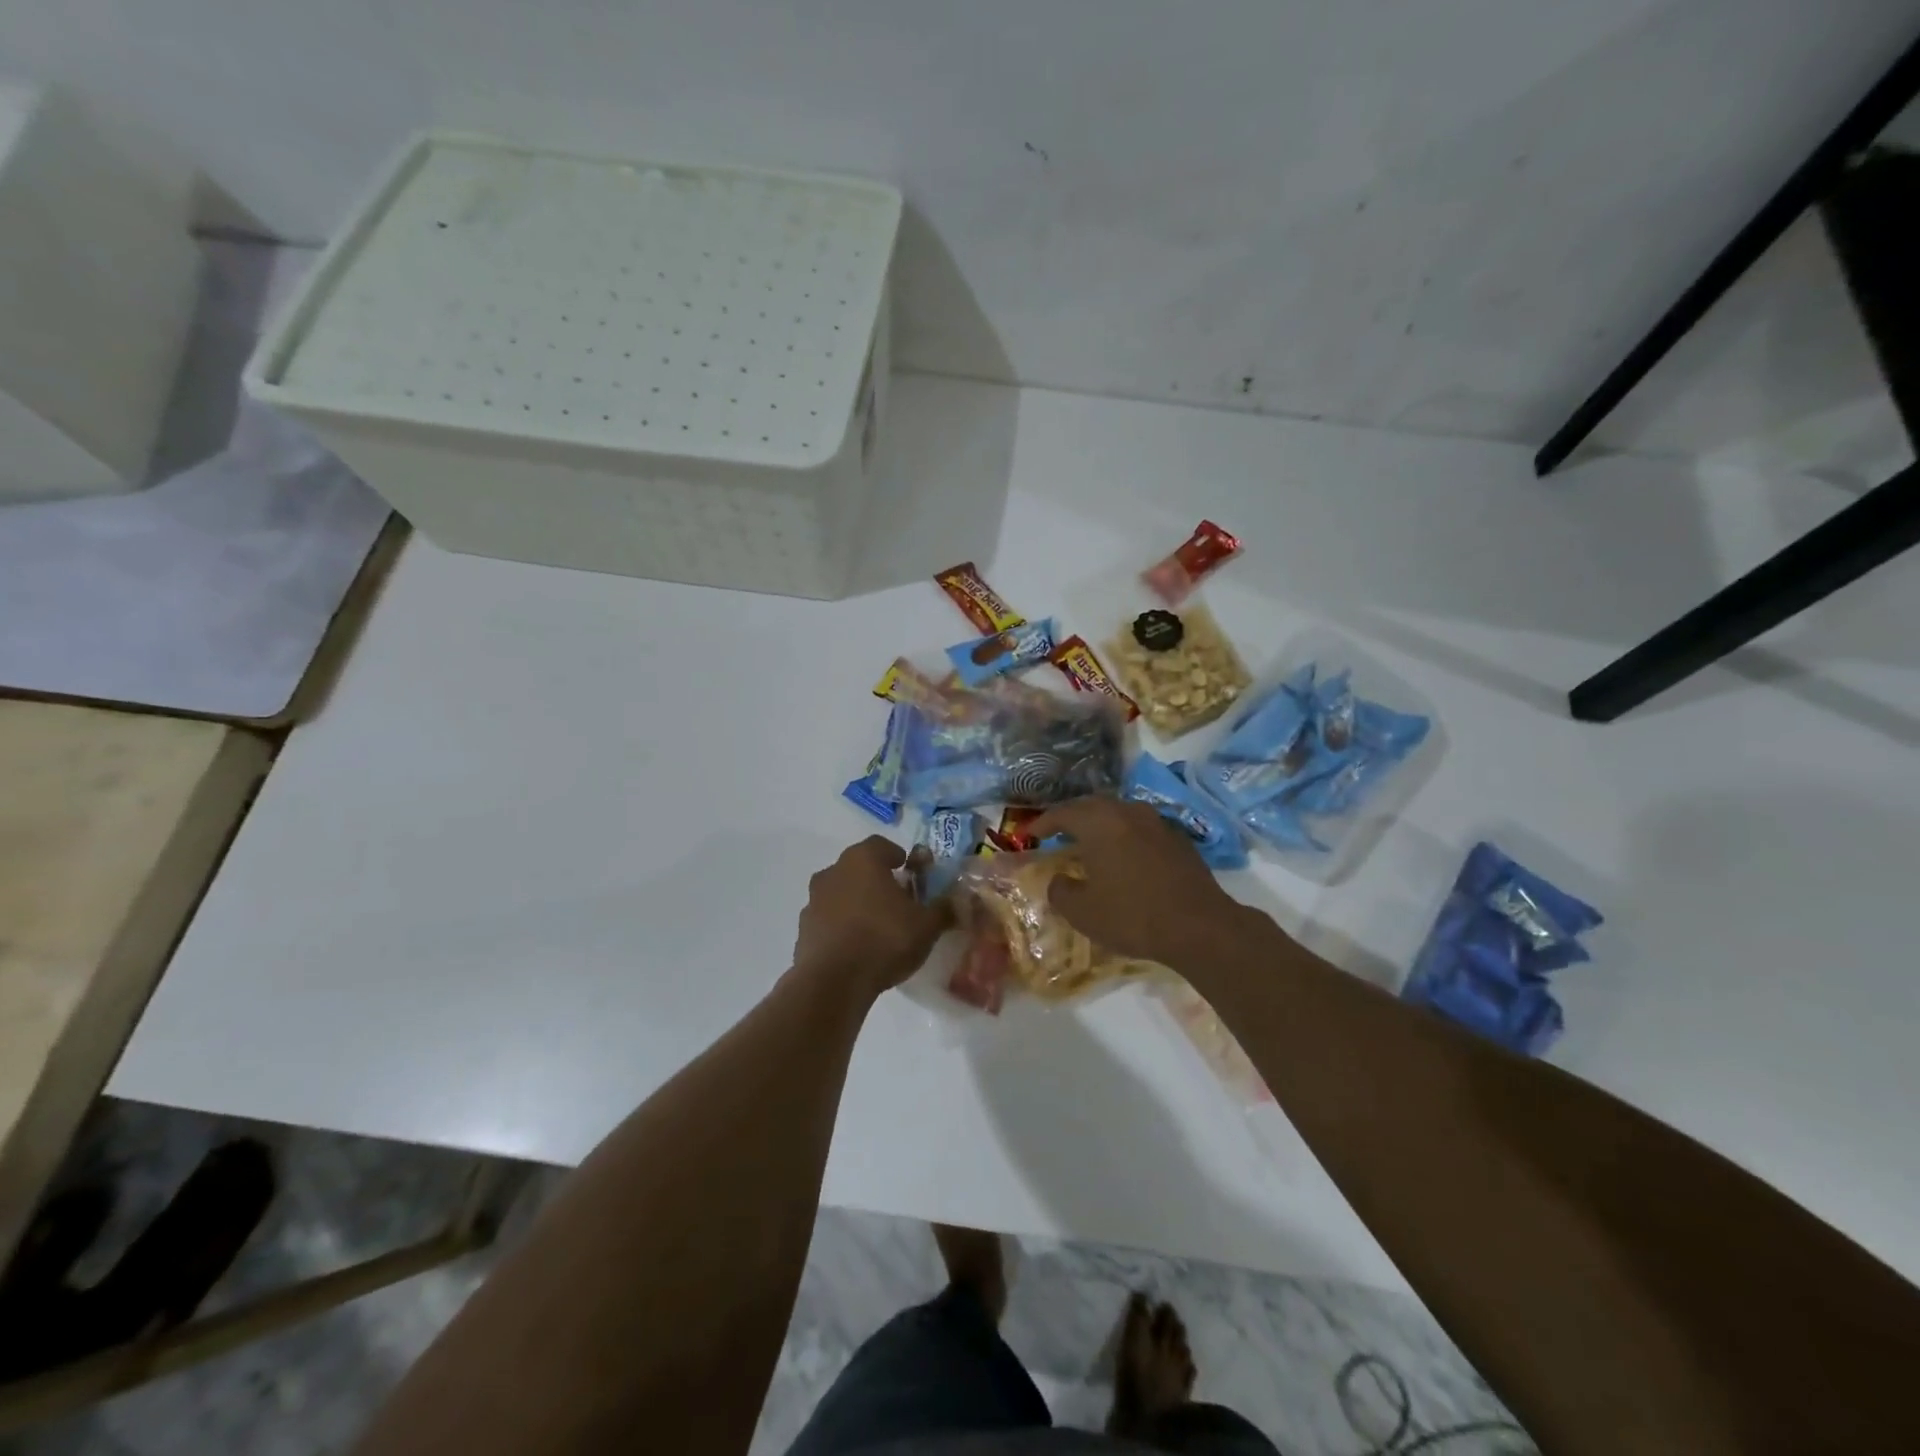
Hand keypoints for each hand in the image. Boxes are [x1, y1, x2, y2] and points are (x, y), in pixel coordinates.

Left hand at [793, 837, 951, 994]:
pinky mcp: (803, 930)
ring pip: (841, 893)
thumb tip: (957, 901)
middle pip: (859, 868)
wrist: (833, 981)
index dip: (898, 857)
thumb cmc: (885, 939)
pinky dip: (841, 927)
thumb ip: (943, 909)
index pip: (881, 845)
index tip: (911, 873)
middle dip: (877, 881)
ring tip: (877, 928)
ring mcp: (813, 900)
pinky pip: (828, 920)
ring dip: (857, 904)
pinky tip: (856, 949)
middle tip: (898, 902)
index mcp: (863, 859)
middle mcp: (834, 871)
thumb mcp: (927, 925)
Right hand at [1028, 798, 1244, 968]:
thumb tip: (1059, 880)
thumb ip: (1061, 891)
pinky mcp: (1178, 839)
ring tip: (1089, 842)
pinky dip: (1124, 836)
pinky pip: (1140, 828)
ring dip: (1100, 824)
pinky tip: (1123, 856)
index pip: (1062, 813)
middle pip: (1092, 806)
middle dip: (1071, 817)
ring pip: (1119, 814)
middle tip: (1056, 833)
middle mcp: (1127, 812)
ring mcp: (1157, 822)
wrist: (1199, 926)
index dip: (1042, 823)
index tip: (1029, 834)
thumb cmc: (1133, 915)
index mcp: (1100, 822)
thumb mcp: (1083, 912)